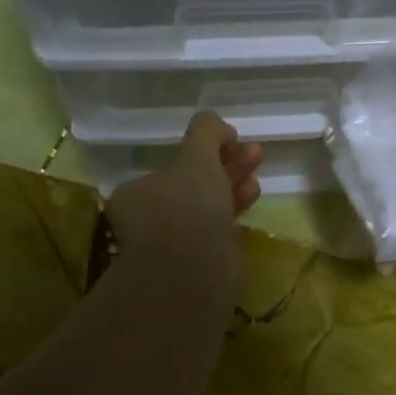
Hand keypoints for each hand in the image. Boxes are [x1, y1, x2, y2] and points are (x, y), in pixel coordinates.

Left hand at [106, 113, 261, 309]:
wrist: (193, 272)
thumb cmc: (187, 206)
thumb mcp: (197, 156)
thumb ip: (206, 133)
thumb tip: (216, 123)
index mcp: (137, 193)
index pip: (173, 165)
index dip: (205, 149)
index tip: (233, 141)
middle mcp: (151, 219)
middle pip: (194, 185)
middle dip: (226, 166)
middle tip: (255, 153)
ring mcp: (175, 244)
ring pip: (209, 208)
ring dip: (234, 187)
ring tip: (258, 175)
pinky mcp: (200, 263)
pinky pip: (219, 230)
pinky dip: (235, 211)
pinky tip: (253, 198)